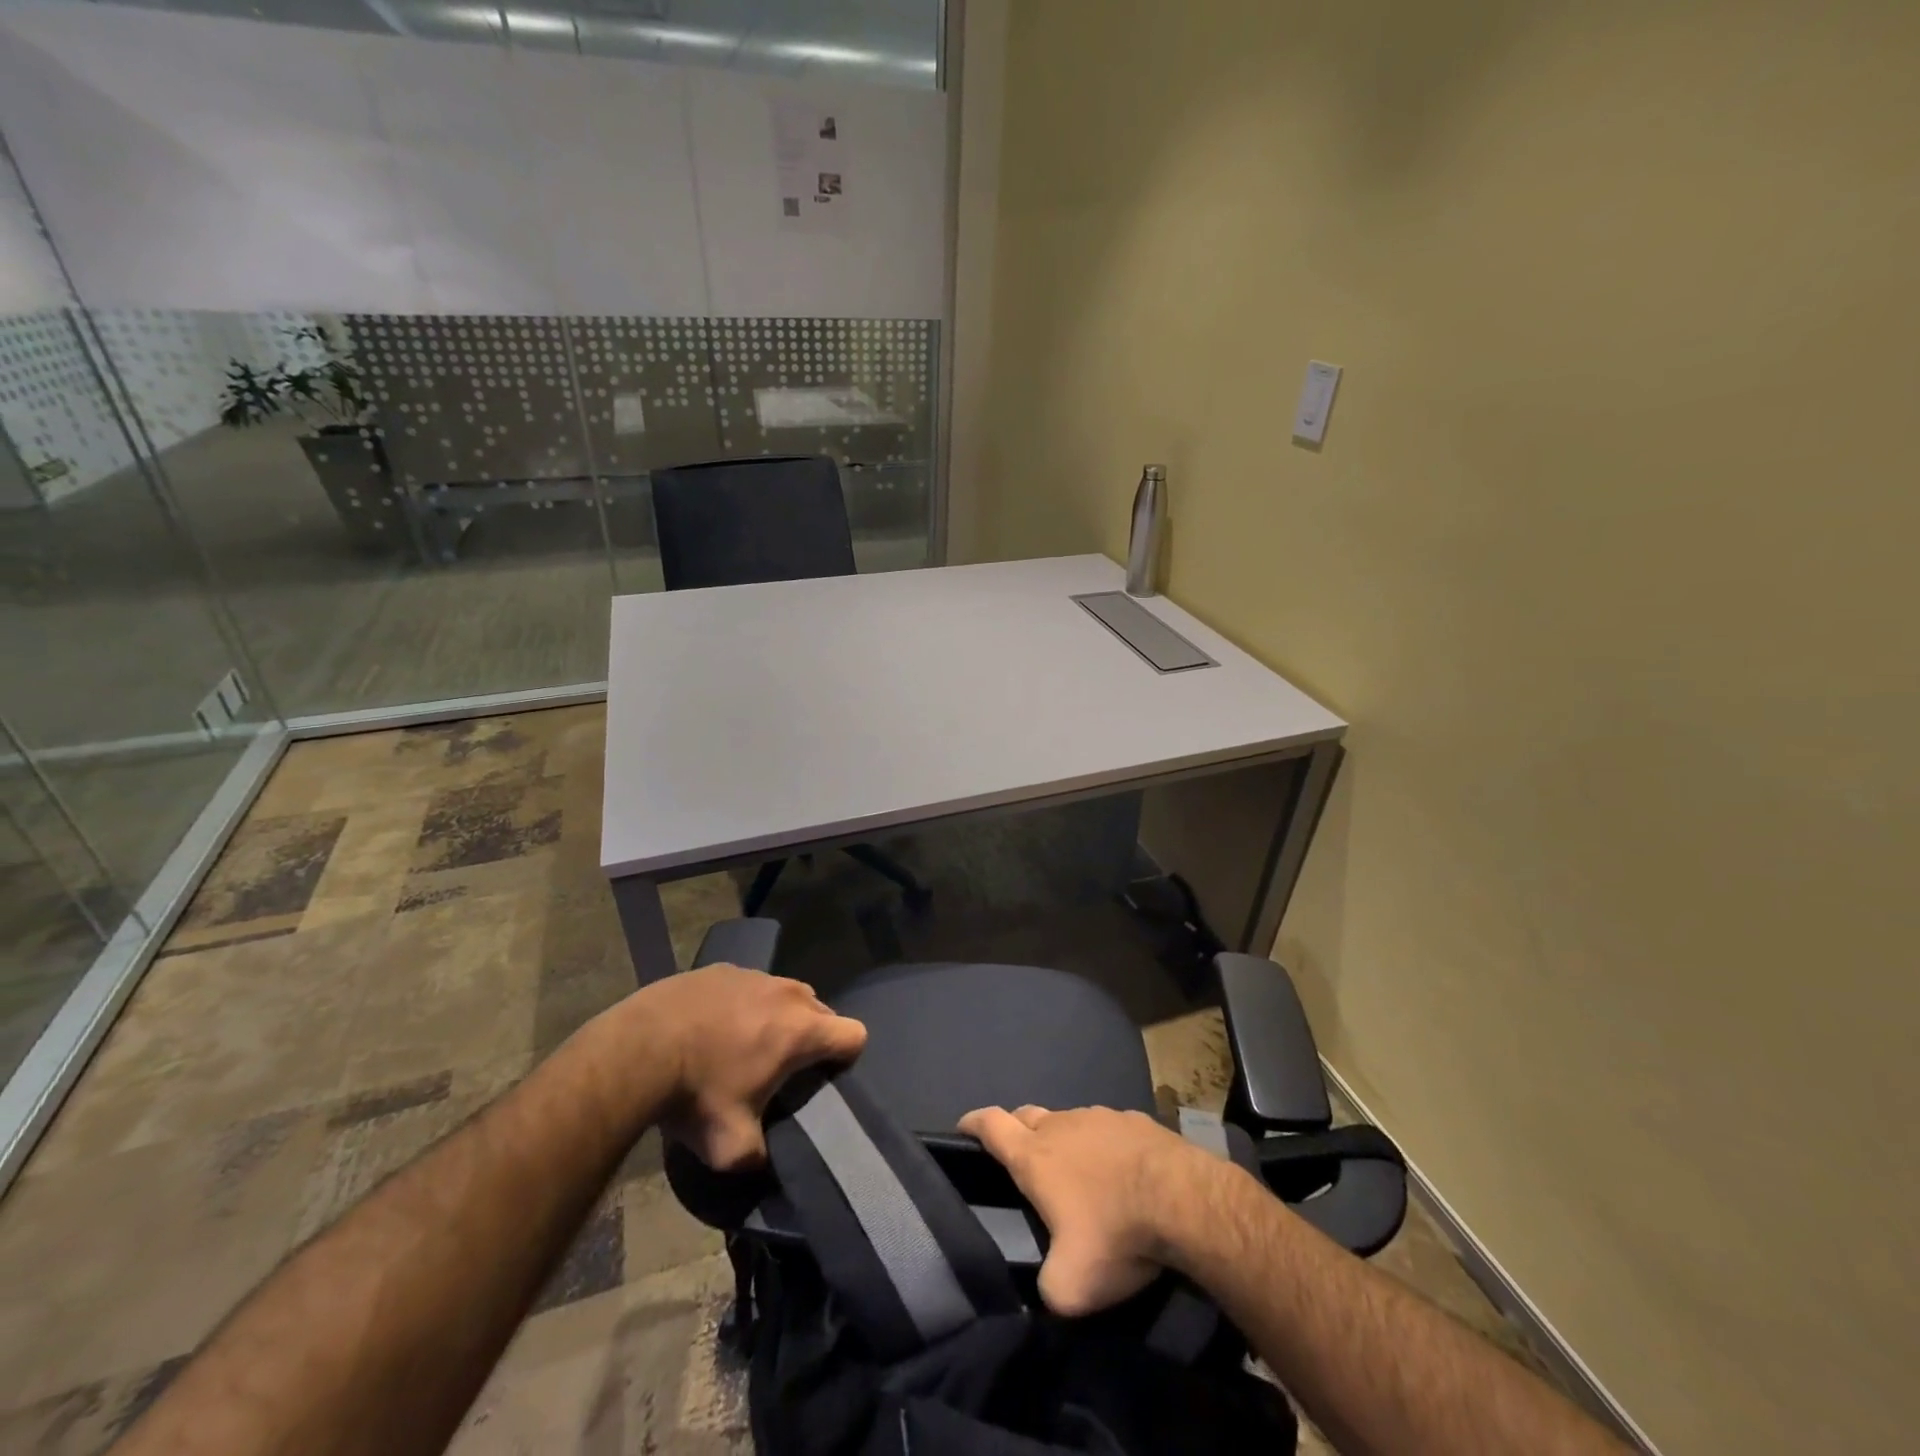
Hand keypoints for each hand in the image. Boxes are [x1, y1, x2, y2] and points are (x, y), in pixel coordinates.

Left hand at [624, 965, 865, 1170]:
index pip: (854, 1034)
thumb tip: (760, 1161)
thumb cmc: (694, 1094)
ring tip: (742, 1044)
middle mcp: (786, 993)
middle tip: (780, 1067)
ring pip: (782, 993)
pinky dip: (739, 1004)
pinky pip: (746, 985)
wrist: (635, 1049)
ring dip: (775, 1016)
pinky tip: (709, 1026)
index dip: (847, 1057)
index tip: (824, 1076)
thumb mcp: (730, 1147)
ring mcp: (752, 974)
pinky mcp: (719, 968)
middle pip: (820, 1010)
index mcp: (801, 1029)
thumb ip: (758, 1157)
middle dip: (809, 1035)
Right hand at [957, 1104, 1216, 1316]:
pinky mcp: (1135, 1119)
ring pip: (1069, 1121)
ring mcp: (1100, 1116)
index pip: (991, 1125)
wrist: (1183, 1200)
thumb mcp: (1070, 1286)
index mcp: (1035, 1156)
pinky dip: (1104, 1146)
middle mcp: (1062, 1125)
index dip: (973, 1123)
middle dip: (1018, 1131)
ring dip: (1065, 1141)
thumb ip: (1045, 1288)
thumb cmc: (1115, 1235)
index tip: (963, 1126)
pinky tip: (1122, 1173)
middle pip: (1027, 1116)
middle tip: (1022, 1160)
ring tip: (1080, 1176)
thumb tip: (1044, 1289)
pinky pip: (1108, 1129)